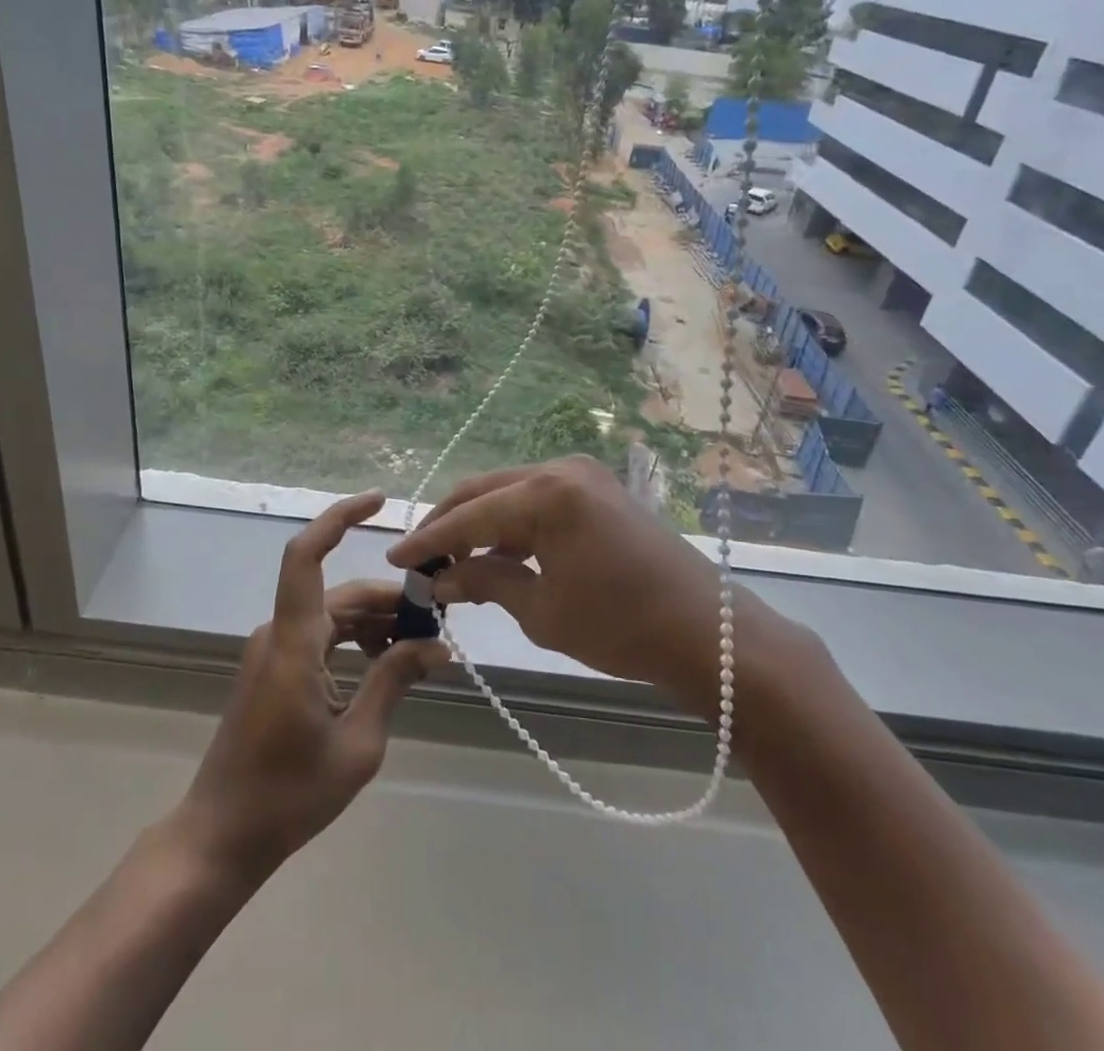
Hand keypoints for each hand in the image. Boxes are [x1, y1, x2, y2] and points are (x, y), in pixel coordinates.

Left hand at [177, 490, 445, 879]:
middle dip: (389, 600)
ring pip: (332, 615)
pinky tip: (387, 665)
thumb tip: (436, 647)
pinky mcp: (274, 668)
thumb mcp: (357, 744)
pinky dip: (355, 642)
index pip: (306, 555)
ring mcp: (273, 650)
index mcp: (294, 642)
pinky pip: (321, 637)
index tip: (379, 501)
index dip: (339, 518)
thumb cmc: (288, 795)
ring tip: (422, 649)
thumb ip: (393, 683)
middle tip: (438, 621)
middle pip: (339, 593)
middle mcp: (279, 633)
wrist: (222, 834)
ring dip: (375, 624)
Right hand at [388, 456, 754, 701]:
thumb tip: (440, 580)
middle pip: (485, 491)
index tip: (396, 558)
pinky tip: (497, 555)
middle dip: (448, 524)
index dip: (428, 539)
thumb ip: (485, 583)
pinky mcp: (597, 491)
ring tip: (453, 562)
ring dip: (479, 524)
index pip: (469, 515)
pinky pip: (538, 500)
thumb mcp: (541, 611)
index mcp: (545, 493)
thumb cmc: (620, 627)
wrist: (707, 634)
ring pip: (510, 493)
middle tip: (420, 558)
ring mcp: (582, 476)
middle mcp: (560, 469)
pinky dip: (512, 525)